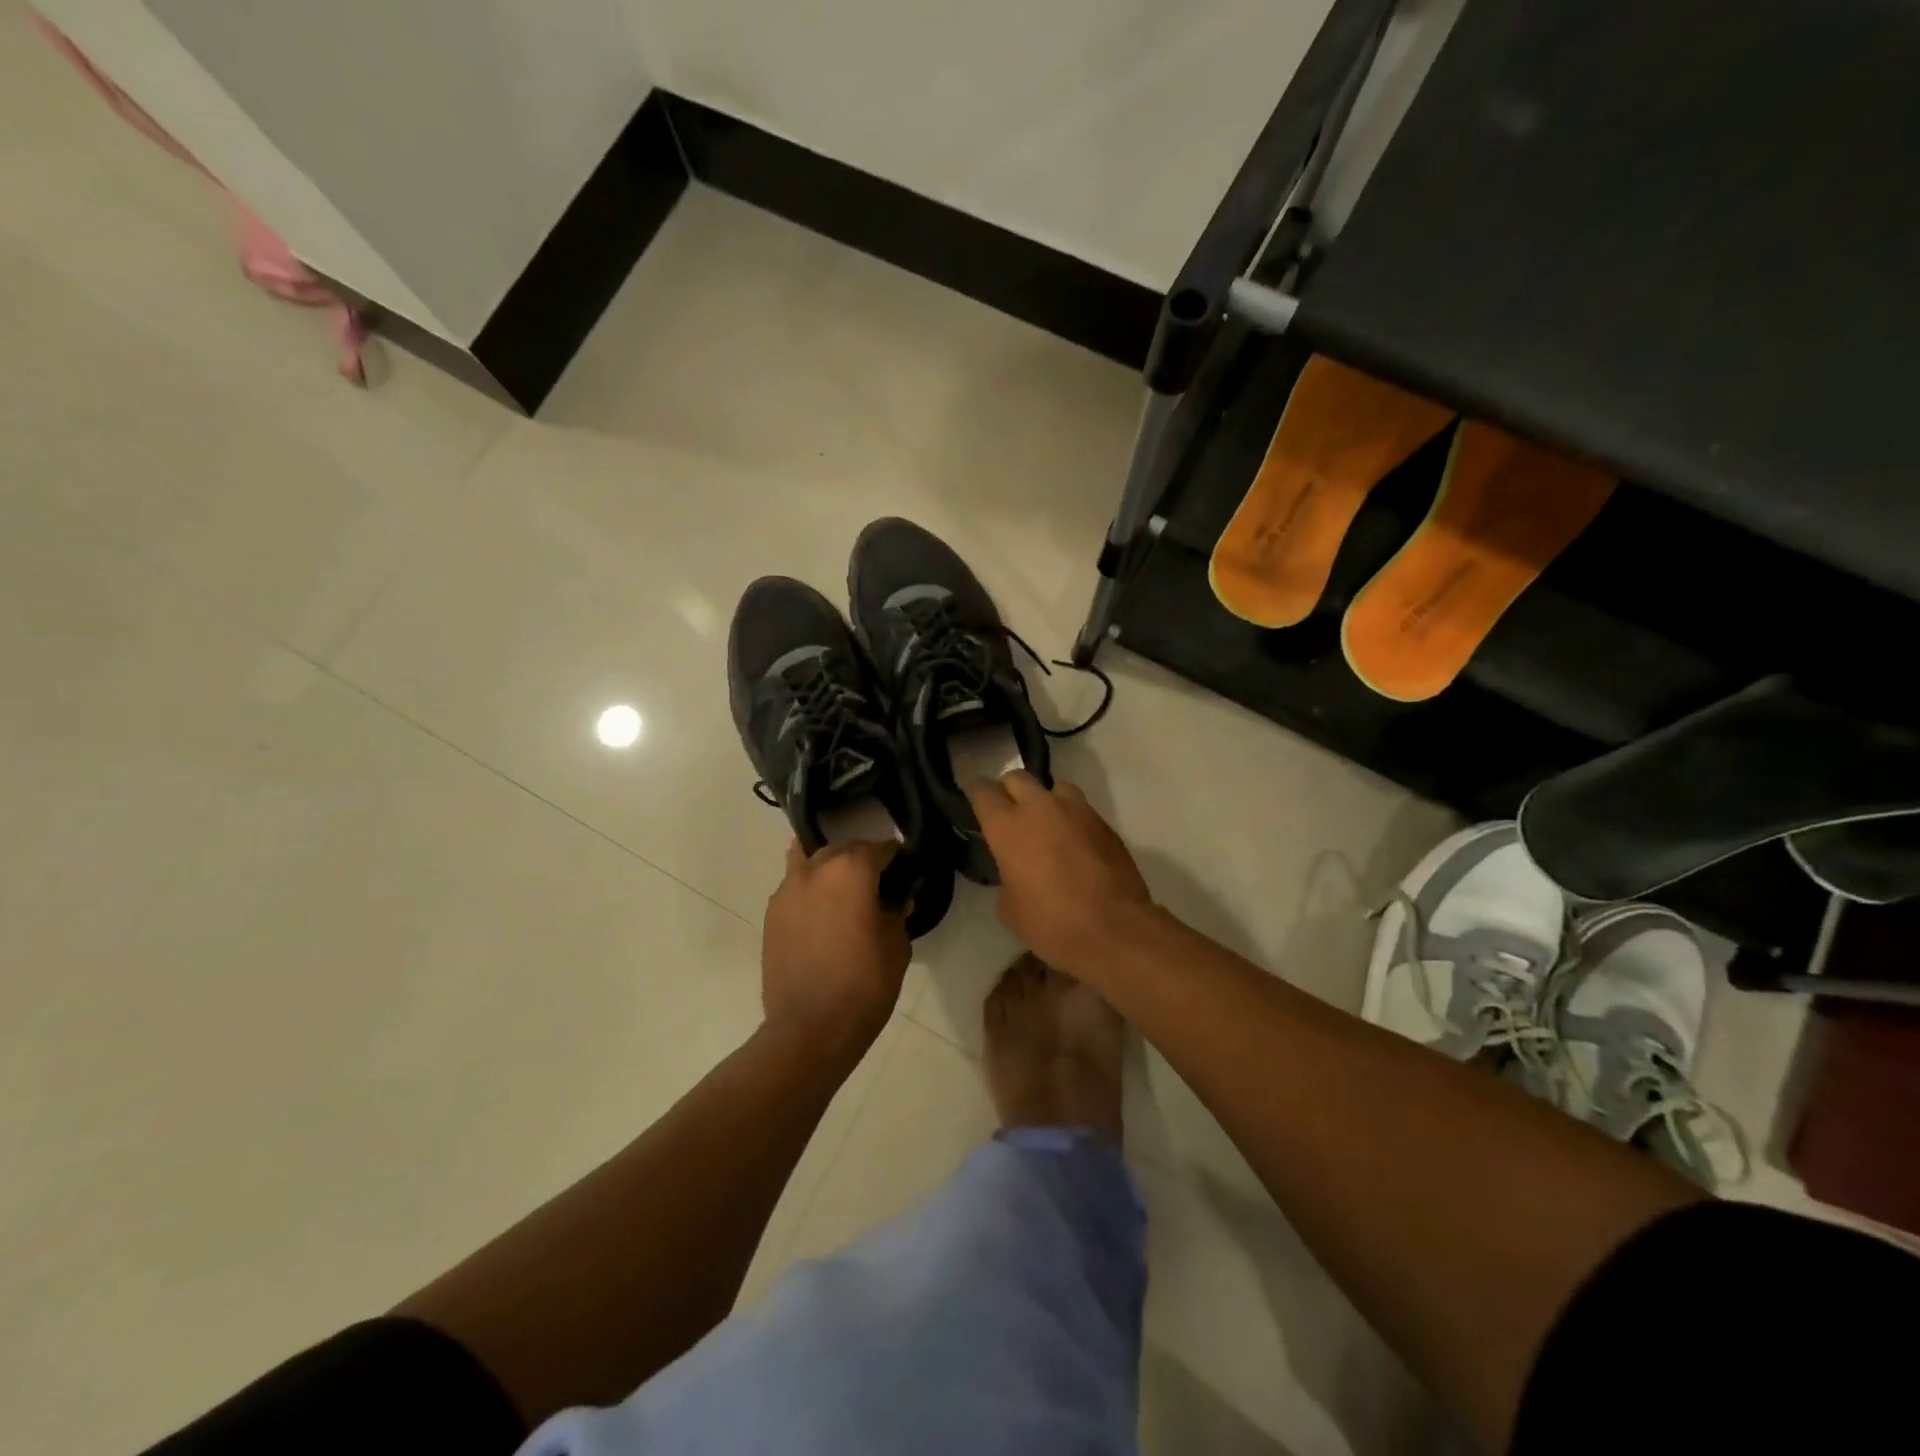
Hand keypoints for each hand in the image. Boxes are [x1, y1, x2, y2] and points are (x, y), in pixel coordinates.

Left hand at [761, 839, 911, 1056]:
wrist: (809, 1028)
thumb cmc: (864, 985)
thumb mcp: (896, 947)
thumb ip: (896, 913)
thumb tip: (896, 899)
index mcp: (851, 870)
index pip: (880, 848)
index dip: (897, 856)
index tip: (906, 866)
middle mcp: (816, 869)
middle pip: (843, 849)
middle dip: (862, 859)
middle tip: (878, 881)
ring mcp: (787, 889)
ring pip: (810, 860)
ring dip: (830, 867)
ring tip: (843, 889)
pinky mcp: (771, 913)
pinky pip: (794, 885)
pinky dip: (810, 888)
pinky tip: (821, 910)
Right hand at [967, 771, 1153, 972]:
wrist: (1114, 929)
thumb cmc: (1051, 923)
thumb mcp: (1009, 908)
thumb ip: (1006, 875)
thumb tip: (1014, 869)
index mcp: (1007, 826)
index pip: (983, 791)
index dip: (978, 797)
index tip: (978, 808)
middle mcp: (1039, 807)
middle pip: (1017, 777)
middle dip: (1009, 791)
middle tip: (1010, 816)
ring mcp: (1076, 810)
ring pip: (1053, 787)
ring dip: (1045, 801)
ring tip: (1047, 826)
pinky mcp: (1103, 822)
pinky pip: (1080, 809)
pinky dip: (1071, 820)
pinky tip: (1074, 845)